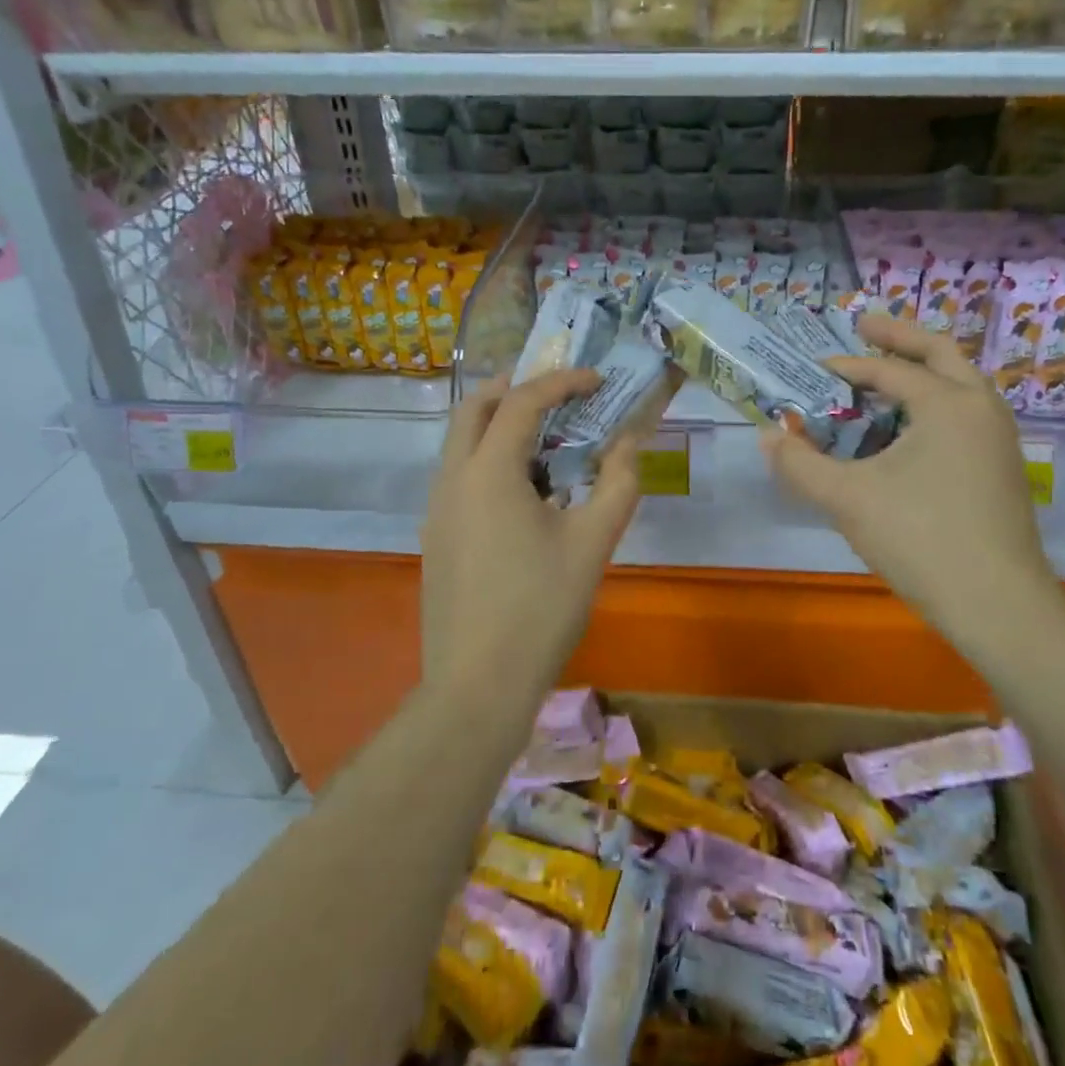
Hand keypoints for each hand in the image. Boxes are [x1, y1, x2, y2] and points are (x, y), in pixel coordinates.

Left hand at [420, 369, 644, 685]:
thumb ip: (618, 483)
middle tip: (558, 393)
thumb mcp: (593, 542)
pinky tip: (527, 494)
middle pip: (473, 408)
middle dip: (514, 388)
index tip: (596, 379)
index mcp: (488, 471)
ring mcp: (437, 509)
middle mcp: (452, 479)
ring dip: (500, 425)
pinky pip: (460, 475)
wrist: (477, 686)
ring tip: (549, 442)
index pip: (522, 401)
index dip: (561, 381)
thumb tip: (628, 443)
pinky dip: (490, 460)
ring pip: (461, 442)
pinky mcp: (436, 536)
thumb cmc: (541, 608)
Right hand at [763, 316, 1064, 635]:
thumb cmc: (921, 539)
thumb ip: (800, 464)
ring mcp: (998, 438)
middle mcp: (981, 408)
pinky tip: (906, 429)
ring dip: (920, 370)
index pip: (888, 369)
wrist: (998, 606)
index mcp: (948, 403)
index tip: (811, 371)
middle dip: (899, 336)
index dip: (844, 367)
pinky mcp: (1001, 467)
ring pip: (959, 383)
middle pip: (940, 352)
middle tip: (863, 325)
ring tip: (882, 376)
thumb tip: (767, 435)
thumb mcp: (847, 498)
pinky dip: (933, 403)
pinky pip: (964, 413)